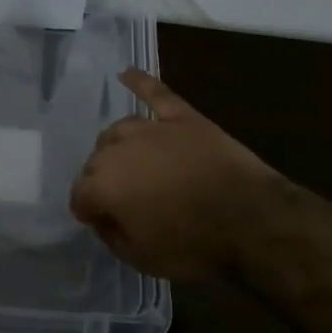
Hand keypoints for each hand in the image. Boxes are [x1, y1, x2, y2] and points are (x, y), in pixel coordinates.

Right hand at [70, 68, 285, 280]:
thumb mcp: (142, 259)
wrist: (252, 221)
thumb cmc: (194, 245)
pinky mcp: (182, 117)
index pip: (80, 195)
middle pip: (96, 160)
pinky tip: (127, 73)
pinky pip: (155, 93)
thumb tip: (104, 218)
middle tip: (124, 201)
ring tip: (130, 163)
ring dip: (117, 147)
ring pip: (119, 130)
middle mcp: (118, 149)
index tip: (103, 222)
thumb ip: (112, 235)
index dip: (90, 211)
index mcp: (103, 184)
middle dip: (102, 180)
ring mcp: (151, 128)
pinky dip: (140, 82)